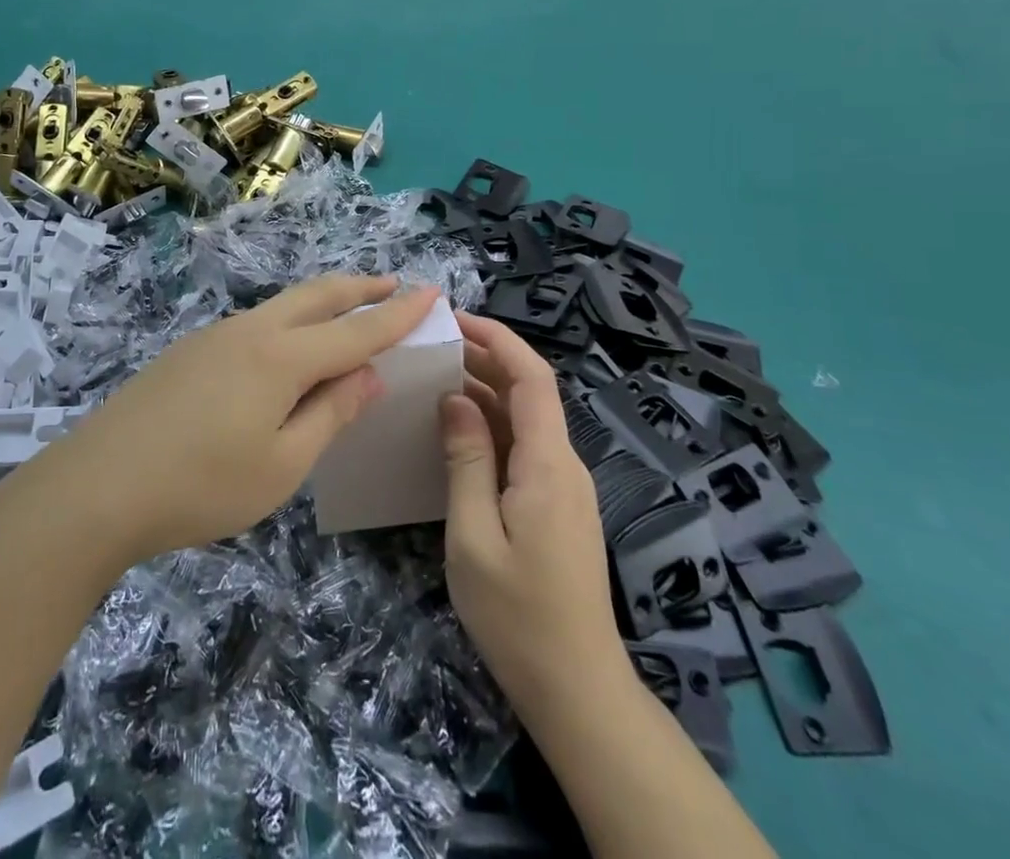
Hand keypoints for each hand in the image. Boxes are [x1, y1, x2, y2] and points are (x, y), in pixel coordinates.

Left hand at [41, 276, 440, 565]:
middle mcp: (252, 331)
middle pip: (317, 296)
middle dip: (360, 288)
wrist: (99, 485)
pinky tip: (287, 347)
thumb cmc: (202, 485)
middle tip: (394, 284)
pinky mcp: (191, 350)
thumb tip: (369, 374)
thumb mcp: (282, 465)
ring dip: (324, 301)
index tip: (432, 292)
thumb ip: (329, 414)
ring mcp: (216, 336)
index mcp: (282, 357)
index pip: (356, 330)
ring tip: (348, 309)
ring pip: (284, 305)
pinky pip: (257, 324)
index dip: (398, 314)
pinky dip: (290, 321)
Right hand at [440, 313, 624, 718]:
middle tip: (431, 347)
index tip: (455, 318)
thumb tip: (456, 397)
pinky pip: (524, 450)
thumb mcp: (474, 535)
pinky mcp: (557, 509)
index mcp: (548, 464)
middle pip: (530, 393)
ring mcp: (564, 488)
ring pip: (525, 421)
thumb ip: (466, 460)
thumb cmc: (519, 615)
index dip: (498, 338)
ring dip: (484, 394)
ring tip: (433, 380)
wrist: (578, 692)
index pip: (532, 377)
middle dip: (484, 359)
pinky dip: (491, 430)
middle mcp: (564, 465)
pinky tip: (456, 434)